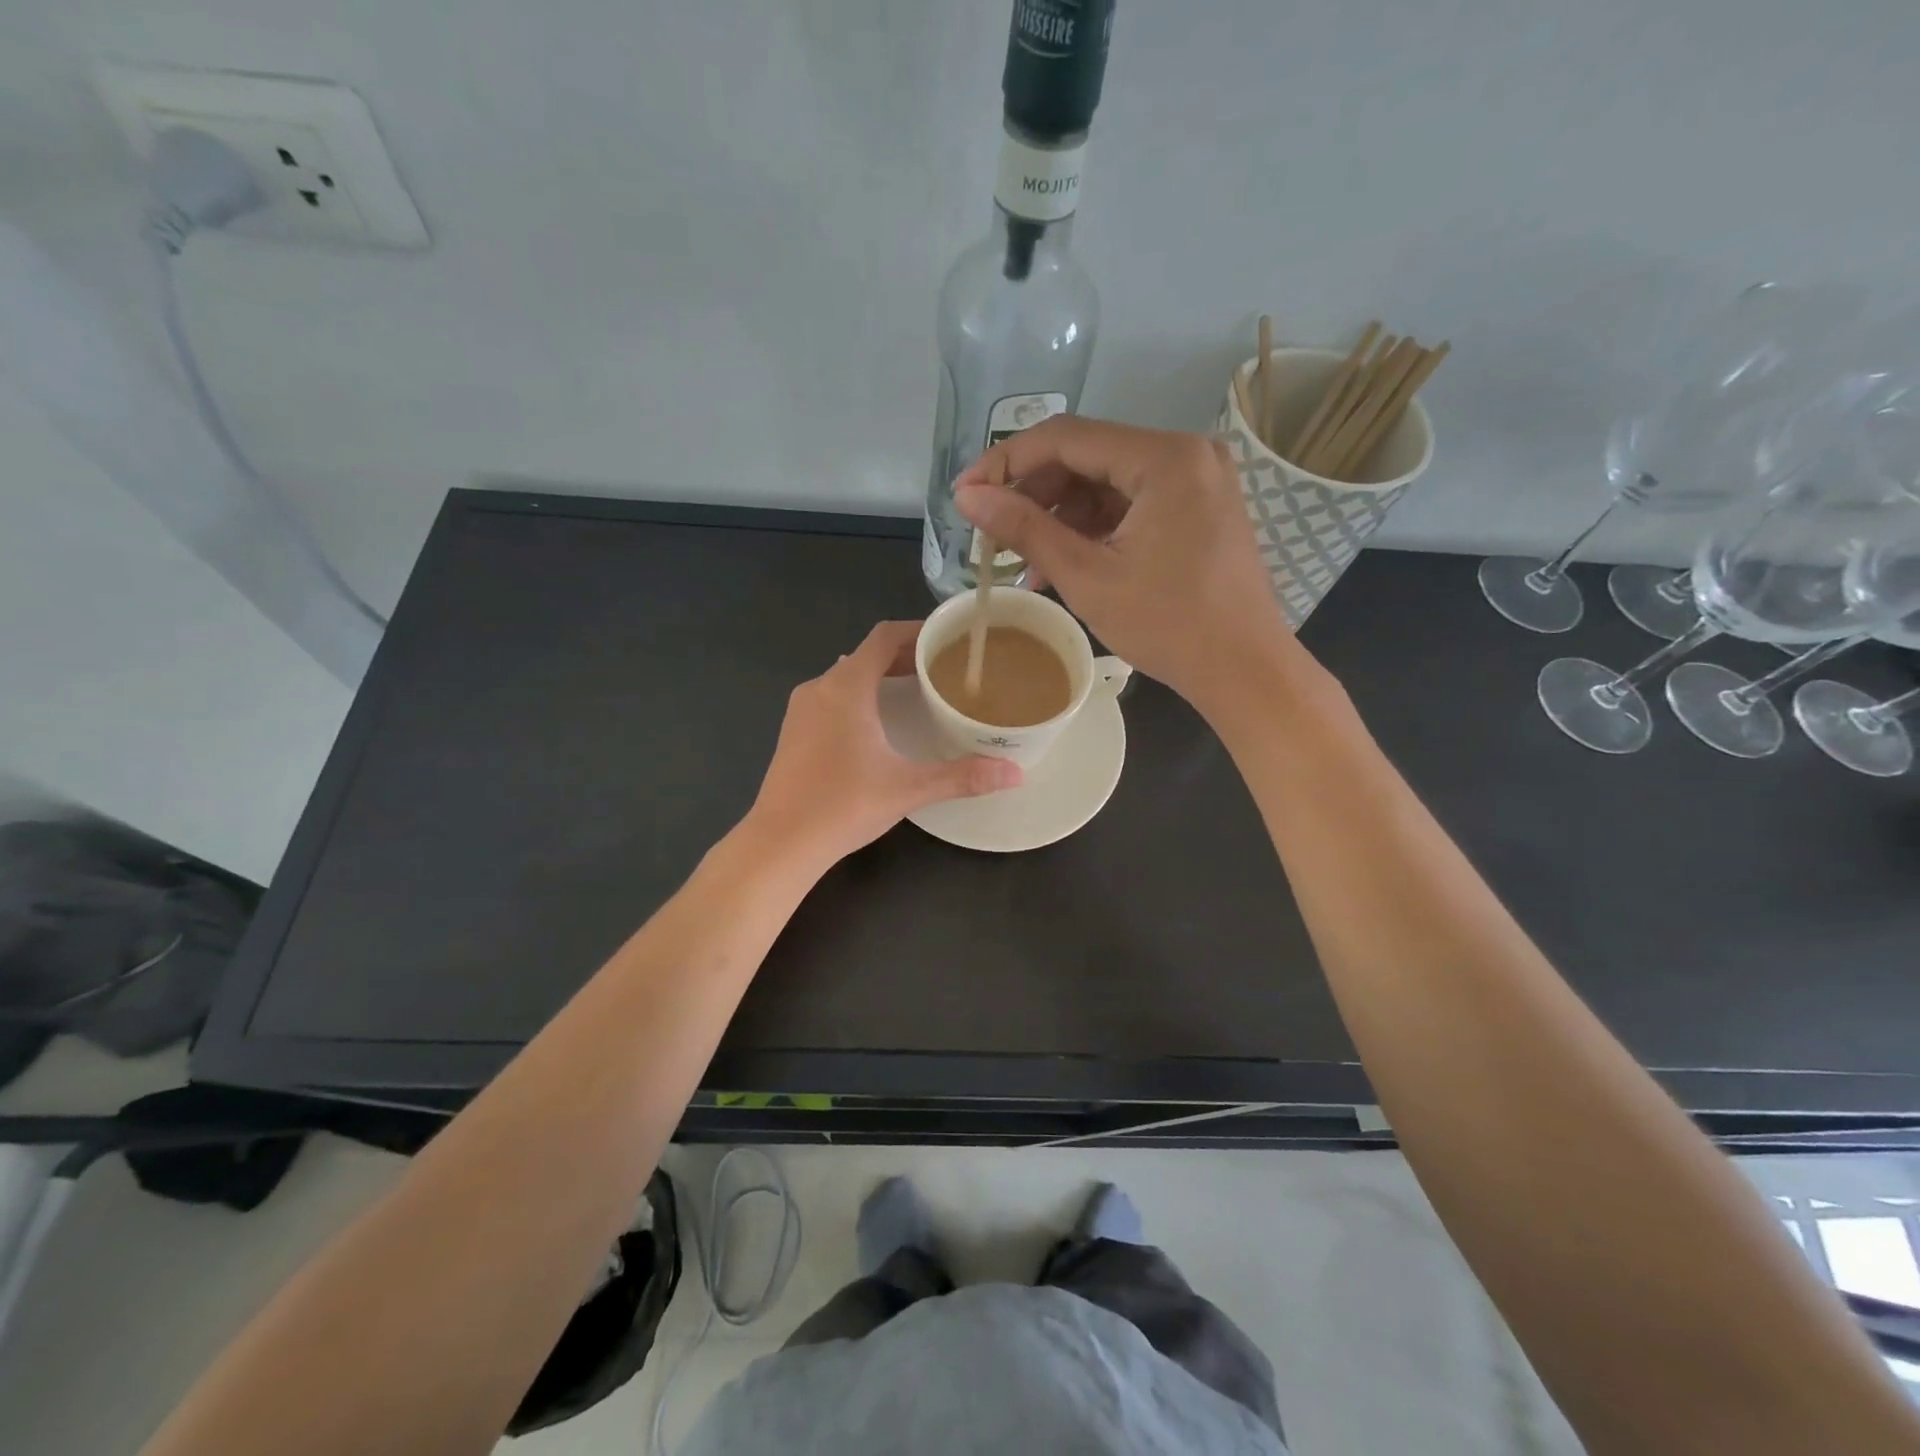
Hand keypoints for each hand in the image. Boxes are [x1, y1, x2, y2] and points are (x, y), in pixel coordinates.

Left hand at [746, 621, 1021, 867]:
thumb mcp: (908, 788)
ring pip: (847, 677)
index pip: (884, 637)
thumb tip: (1016, 773)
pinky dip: (861, 697)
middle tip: (945, 670)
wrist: (780, 842)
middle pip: (867, 655)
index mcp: (846, 687)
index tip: (950, 639)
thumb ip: (962, 777)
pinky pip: (833, 697)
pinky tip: (880, 724)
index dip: (918, 631)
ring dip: (882, 678)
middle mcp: (820, 687)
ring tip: (918, 693)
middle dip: (906, 657)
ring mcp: (801, 710)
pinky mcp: (794, 732)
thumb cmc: (843, 805)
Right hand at [953, 416, 1296, 712]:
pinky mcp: (1199, 507)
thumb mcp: (1086, 577)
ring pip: (1108, 483)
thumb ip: (1025, 529)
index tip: (966, 493)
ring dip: (1062, 518)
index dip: (1006, 462)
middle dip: (1035, 496)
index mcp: (1165, 458)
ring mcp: (1197, 480)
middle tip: (995, 535)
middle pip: (1088, 457)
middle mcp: (1186, 453)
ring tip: (1029, 565)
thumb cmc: (1168, 625)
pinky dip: (1095, 529)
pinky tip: (1066, 564)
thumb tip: (967, 496)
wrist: (1243, 670)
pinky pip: (1133, 504)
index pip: (1066, 438)